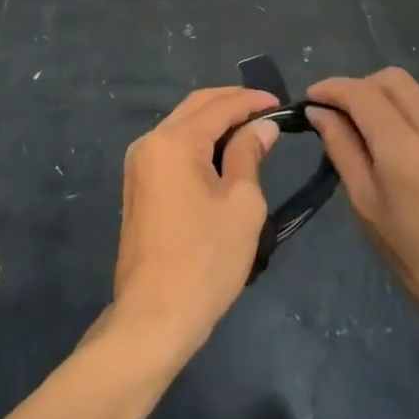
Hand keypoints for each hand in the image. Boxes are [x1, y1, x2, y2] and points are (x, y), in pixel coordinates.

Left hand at [110, 87, 279, 360]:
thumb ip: (250, 155)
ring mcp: (139, 164)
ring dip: (215, 122)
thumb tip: (262, 126)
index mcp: (173, 142)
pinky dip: (200, 142)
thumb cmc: (205, 261)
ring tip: (251, 129)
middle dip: (231, 103)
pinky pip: (173, 148)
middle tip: (266, 110)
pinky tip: (224, 154)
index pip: (218, 106)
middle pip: (195, 108)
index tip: (280, 103)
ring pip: (182, 126)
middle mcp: (150, 142)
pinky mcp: (138, 185)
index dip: (251, 100)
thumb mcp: (241, 205)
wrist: (153, 318)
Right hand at [307, 69, 418, 359]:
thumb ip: (343, 152)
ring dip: (385, 101)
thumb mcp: (369, 211)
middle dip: (359, 86)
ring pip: (415, 94)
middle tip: (338, 114)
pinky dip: (408, 118)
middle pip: (392, 79)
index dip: (331, 88)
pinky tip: (401, 152)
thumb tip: (320, 113)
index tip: (311, 99)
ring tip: (367, 134)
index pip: (361, 93)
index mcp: (405, 150)